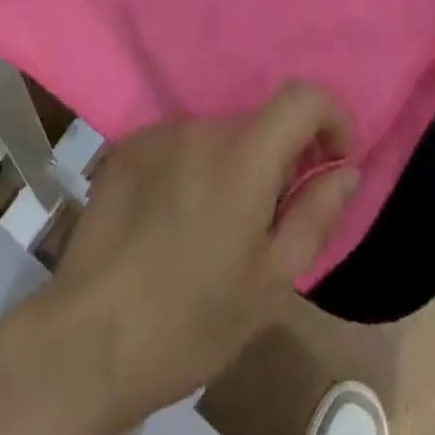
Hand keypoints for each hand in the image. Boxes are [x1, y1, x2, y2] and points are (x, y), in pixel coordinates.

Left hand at [33, 84, 358, 431]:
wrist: (89, 338)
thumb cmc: (192, 320)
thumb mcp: (271, 282)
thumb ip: (315, 215)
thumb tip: (345, 169)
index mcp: (242, 156)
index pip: (301, 96)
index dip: (331, 116)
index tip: (333, 159)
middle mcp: (200, 127)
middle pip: (257, 124)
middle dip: (277, 160)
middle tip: (267, 221)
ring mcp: (158, 132)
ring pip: (217, 136)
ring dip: (231, 167)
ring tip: (213, 231)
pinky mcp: (127, 146)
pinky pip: (178, 145)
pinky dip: (192, 169)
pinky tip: (172, 222)